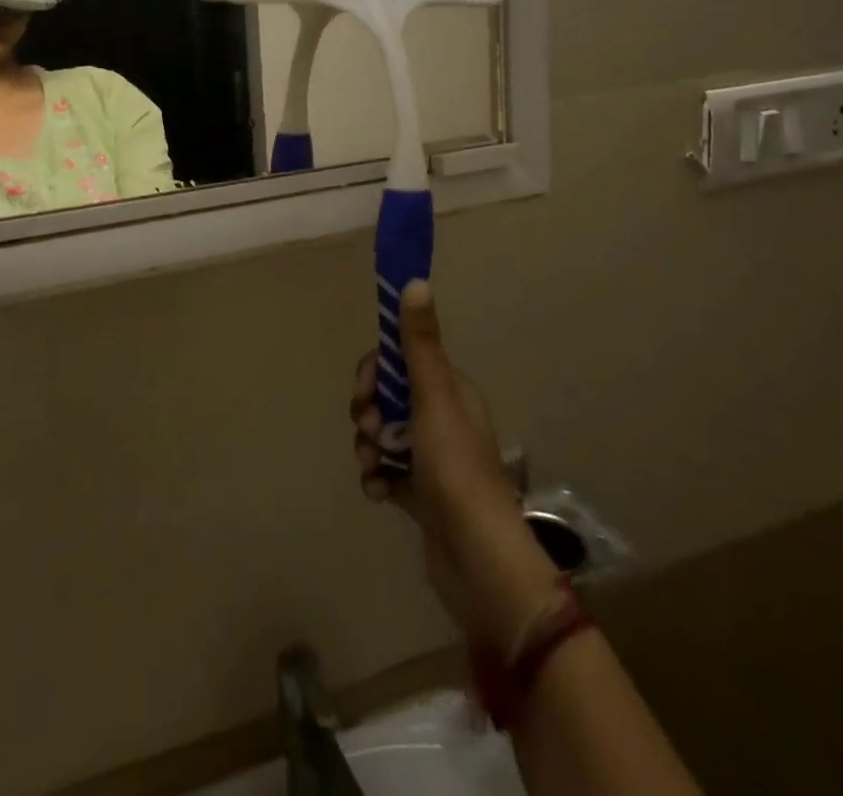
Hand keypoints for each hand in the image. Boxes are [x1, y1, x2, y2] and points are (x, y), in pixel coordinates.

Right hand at [351, 282, 564, 655]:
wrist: (478, 561)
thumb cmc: (456, 469)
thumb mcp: (434, 398)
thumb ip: (420, 343)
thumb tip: (415, 280)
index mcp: (450, 392)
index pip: (400, 361)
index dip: (375, 373)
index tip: (364, 392)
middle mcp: (442, 419)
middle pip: (387, 398)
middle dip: (369, 412)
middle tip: (369, 432)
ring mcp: (432, 460)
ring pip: (383, 436)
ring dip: (369, 448)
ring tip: (373, 468)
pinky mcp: (422, 496)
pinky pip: (387, 473)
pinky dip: (377, 479)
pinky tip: (379, 494)